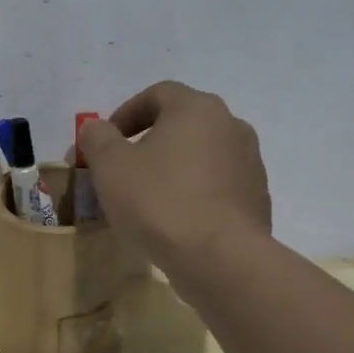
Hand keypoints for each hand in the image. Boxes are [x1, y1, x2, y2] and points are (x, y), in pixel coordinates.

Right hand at [77, 80, 271, 270]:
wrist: (220, 259)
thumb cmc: (159, 201)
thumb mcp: (109, 165)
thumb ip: (97, 137)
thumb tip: (96, 128)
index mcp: (196, 108)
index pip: (158, 93)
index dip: (126, 113)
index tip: (107, 141)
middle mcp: (231, 126)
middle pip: (182, 123)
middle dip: (150, 141)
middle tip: (124, 168)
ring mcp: (250, 163)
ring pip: (201, 155)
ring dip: (174, 167)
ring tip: (148, 198)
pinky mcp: (257, 198)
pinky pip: (217, 185)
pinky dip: (194, 192)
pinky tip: (175, 220)